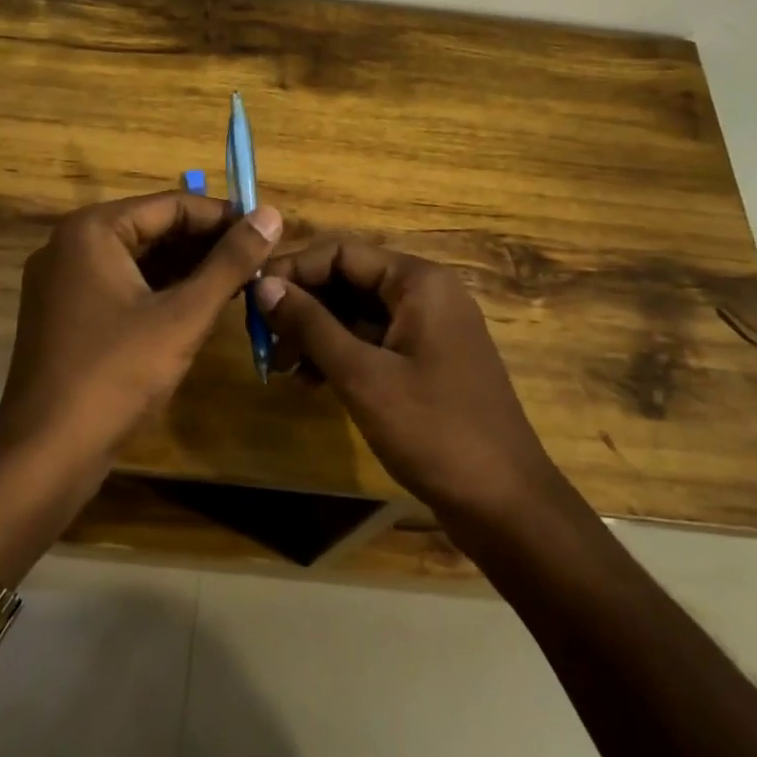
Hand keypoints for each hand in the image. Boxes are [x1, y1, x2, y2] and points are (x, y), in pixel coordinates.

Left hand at [0, 191, 282, 468]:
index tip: (268, 233)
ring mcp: (64, 282)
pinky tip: (200, 306)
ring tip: (240, 283)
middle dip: (207, 245)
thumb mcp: (184, 316)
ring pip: (139, 260)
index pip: (172, 205)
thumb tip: (272, 215)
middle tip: (259, 262)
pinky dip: (160, 292)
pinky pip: (122, 286)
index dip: (224, 218)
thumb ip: (230, 262)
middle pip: (153, 229)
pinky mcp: (66, 314)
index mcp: (93, 230)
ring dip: (187, 269)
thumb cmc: (117, 374)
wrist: (46, 453)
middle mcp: (71, 245)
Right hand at [254, 243, 557, 518]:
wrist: (504, 503)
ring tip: (280, 368)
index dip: (294, 270)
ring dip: (317, 334)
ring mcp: (430, 330)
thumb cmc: (433, 430)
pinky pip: (374, 342)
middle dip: (303, 307)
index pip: (342, 253)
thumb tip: (263, 285)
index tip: (251, 299)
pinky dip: (341, 355)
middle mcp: (427, 294)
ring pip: (358, 314)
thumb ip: (310, 325)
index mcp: (419, 282)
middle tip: (263, 342)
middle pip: (350, 281)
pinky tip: (311, 382)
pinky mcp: (427, 362)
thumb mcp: (362, 375)